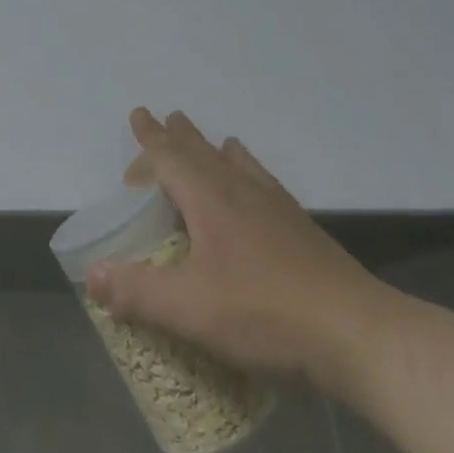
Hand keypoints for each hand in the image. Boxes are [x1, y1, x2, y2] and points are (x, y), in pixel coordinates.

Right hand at [86, 108, 396, 392]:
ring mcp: (276, 208)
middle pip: (200, 150)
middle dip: (175, 135)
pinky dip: (249, 170)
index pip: (169, 156)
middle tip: (161, 117)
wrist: (362, 336)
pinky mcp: (301, 230)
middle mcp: (240, 191)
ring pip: (234, 163)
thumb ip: (138, 291)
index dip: (148, 141)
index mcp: (209, 199)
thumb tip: (91, 275)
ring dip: (212, 148)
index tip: (137, 119)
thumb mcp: (192, 310)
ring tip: (208, 138)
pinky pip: (264, 183)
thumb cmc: (267, 313)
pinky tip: (257, 185)